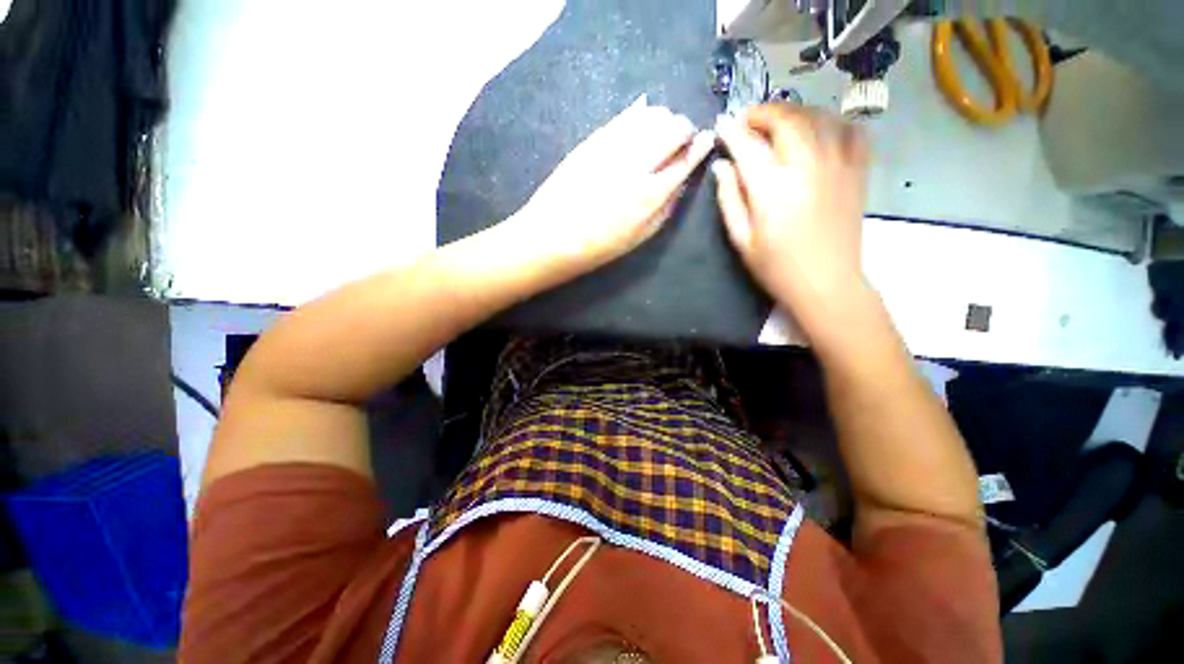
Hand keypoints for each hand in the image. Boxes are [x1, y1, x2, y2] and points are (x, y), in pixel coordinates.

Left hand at [511, 96, 714, 269]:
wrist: (550, 237)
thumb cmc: (597, 247)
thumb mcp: (638, 238)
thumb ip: (665, 209)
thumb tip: (682, 181)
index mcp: (650, 195)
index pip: (686, 159)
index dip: (700, 147)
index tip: (706, 140)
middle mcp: (635, 164)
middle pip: (673, 127)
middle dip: (683, 129)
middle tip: (680, 139)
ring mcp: (612, 148)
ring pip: (651, 115)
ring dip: (663, 120)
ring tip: (659, 133)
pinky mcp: (592, 140)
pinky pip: (624, 116)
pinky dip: (638, 114)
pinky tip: (641, 117)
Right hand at [713, 104, 870, 335]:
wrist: (826, 283)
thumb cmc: (776, 267)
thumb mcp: (741, 240)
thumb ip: (729, 199)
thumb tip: (722, 166)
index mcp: (773, 189)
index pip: (748, 146)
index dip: (732, 132)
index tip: (722, 125)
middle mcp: (807, 167)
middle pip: (786, 120)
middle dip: (763, 113)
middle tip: (747, 121)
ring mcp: (838, 165)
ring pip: (817, 118)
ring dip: (793, 113)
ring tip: (777, 123)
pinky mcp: (857, 171)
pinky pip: (850, 130)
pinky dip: (833, 122)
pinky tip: (819, 130)